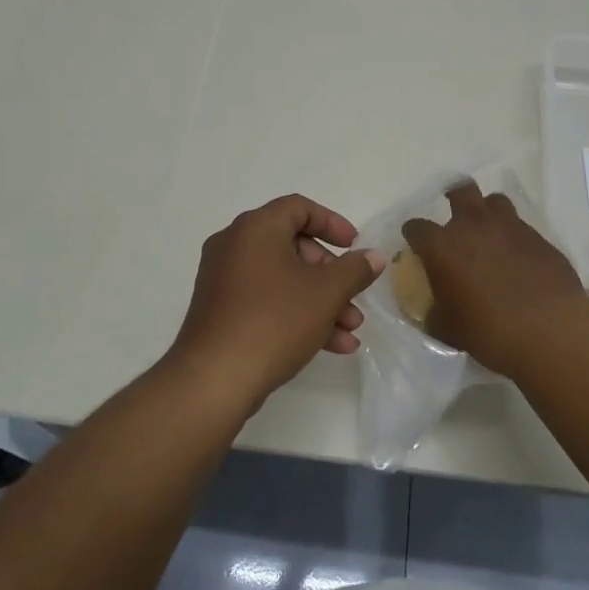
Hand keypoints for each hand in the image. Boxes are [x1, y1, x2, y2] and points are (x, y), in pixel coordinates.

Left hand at [167, 195, 384, 412]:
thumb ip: (355, 270)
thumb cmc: (274, 321)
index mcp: (256, 228)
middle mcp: (234, 245)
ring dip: (320, 300)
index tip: (354, 247)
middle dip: (331, 274)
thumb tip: (374, 256)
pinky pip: (266, 300)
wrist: (214, 380)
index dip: (332, 223)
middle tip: (352, 297)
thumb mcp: (326, 293)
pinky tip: (331, 345)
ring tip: (350, 330)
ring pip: (283, 279)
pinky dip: (296, 313)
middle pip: (293, 246)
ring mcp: (224, 279)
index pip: (299, 208)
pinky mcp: (221, 310)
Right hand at [402, 180, 588, 376]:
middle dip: (454, 196)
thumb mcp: (448, 329)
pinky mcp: (538, 237)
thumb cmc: (489, 331)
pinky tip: (517, 257)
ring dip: (487, 211)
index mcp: (443, 246)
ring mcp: (509, 227)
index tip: (415, 242)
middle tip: (454, 213)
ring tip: (488, 230)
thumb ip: (434, 313)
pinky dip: (513, 236)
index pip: (417, 227)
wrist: (549, 330)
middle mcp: (473, 226)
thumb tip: (433, 311)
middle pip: (461, 191)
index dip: (414, 233)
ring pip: (495, 201)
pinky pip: (520, 226)